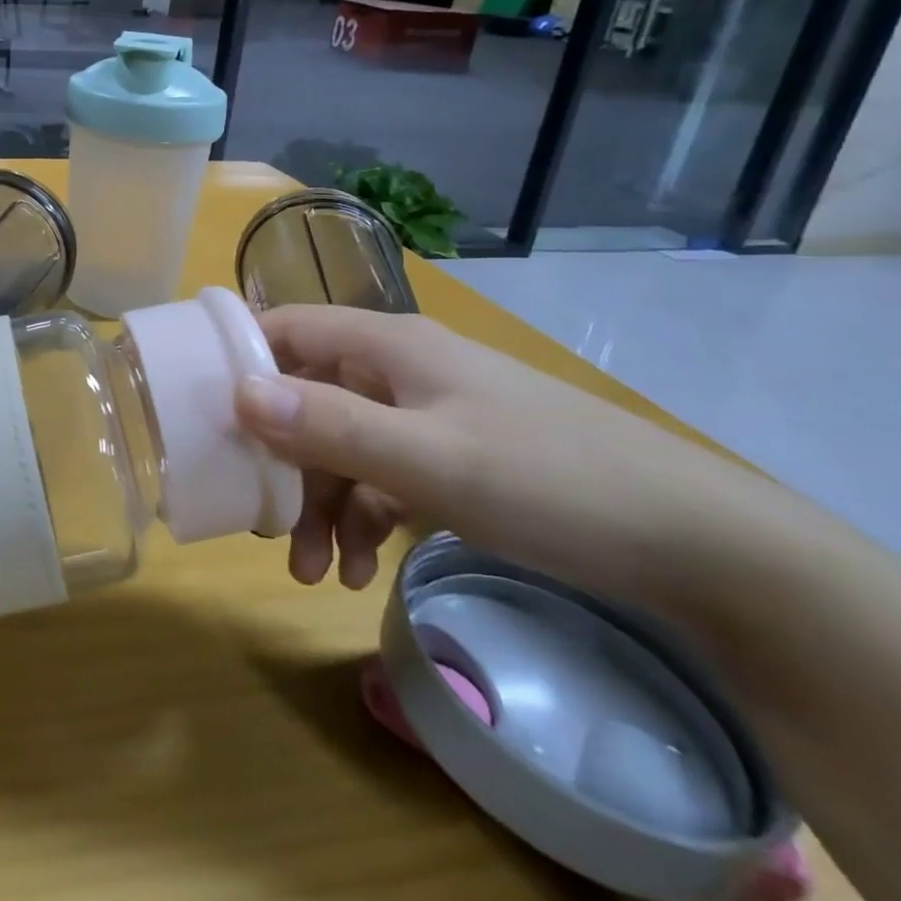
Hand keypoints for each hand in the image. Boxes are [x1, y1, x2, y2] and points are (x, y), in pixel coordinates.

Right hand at [234, 306, 763, 605]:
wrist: (702, 547)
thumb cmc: (551, 479)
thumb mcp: (430, 459)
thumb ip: (330, 426)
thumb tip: (237, 393)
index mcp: (387, 346)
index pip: (286, 328)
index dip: (238, 358)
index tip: (198, 409)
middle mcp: (398, 370)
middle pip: (307, 398)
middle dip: (278, 459)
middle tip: (260, 519)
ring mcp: (427, 415)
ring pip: (341, 445)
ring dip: (318, 504)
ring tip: (311, 572)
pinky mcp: (453, 460)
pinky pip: (381, 479)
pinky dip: (361, 520)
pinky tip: (357, 571)